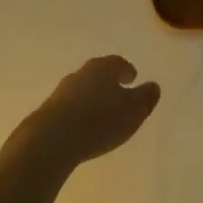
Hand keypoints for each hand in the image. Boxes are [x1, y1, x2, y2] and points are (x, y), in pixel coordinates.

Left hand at [4, 55, 160, 174]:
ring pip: (82, 89)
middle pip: (98, 73)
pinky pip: (69, 107)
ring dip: (91, 97)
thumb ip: (146, 97)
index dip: (127, 70)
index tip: (132, 78)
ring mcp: (62, 90)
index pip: (118, 63)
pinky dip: (78, 112)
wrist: (52, 139)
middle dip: (108, 82)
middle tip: (118, 92)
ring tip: (99, 112)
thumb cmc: (99, 120)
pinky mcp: (48, 110)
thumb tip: (153, 86)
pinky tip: (81, 126)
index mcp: (104, 67)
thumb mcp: (133, 111)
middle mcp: (82, 72)